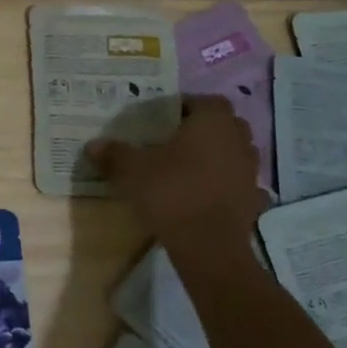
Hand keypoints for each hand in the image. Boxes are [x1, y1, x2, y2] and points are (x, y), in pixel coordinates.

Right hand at [85, 96, 269, 242]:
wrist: (209, 247)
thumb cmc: (171, 193)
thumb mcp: (131, 170)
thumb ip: (113, 154)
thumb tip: (93, 145)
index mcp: (212, 122)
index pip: (204, 101)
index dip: (184, 106)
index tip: (162, 119)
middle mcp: (238, 140)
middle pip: (223, 125)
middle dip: (202, 129)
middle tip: (173, 140)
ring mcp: (250, 171)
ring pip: (232, 153)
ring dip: (215, 156)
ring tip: (186, 167)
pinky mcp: (253, 200)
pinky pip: (236, 182)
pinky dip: (223, 184)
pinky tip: (202, 194)